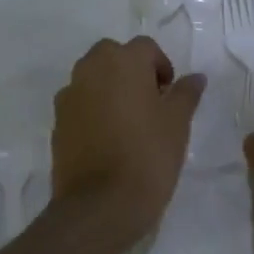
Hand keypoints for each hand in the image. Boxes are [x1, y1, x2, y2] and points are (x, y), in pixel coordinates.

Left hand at [50, 37, 204, 249]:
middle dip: (131, 71)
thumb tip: (195, 77)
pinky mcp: (57, 123)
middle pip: (113, 56)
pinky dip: (93, 110)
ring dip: (110, 88)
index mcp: (122, 61)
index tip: (170, 95)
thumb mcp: (178, 123)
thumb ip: (186, 93)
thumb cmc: (148, 156)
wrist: (100, 206)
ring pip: (93, 78)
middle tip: (150, 102)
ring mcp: (69, 96)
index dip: (161, 67)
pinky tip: (108, 139)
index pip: (145, 48)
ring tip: (128, 122)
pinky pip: (80, 103)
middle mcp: (90, 69)